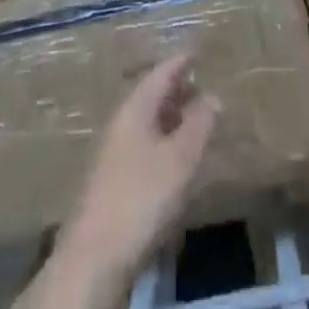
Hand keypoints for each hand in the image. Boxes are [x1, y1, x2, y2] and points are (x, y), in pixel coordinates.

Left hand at [64, 52, 220, 274]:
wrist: (94, 256)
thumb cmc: (141, 197)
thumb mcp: (180, 159)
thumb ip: (199, 125)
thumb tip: (213, 96)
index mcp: (135, 108)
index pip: (160, 74)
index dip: (180, 62)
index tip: (196, 52)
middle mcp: (120, 122)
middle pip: (151, 96)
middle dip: (176, 90)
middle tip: (201, 87)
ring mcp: (112, 151)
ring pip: (146, 121)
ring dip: (169, 117)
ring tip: (193, 122)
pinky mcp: (111, 179)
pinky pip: (142, 144)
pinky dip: (161, 140)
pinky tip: (173, 159)